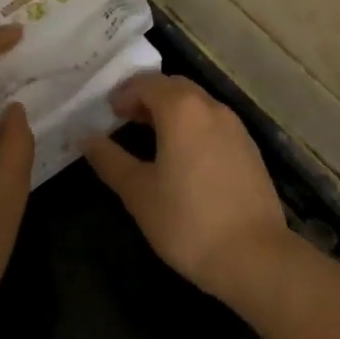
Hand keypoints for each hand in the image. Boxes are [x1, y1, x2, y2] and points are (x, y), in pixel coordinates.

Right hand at [82, 74, 288, 299]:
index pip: (148, 83)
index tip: (108, 112)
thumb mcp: (138, 192)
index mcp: (182, 109)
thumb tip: (84, 136)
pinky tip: (184, 156)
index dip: (125, 92)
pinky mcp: (249, 147)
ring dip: (172, 109)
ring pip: (197, 102)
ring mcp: (235, 126)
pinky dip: (193, 125)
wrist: (254, 255)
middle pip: (175, 86)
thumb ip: (109, 159)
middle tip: (125, 119)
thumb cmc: (187, 222)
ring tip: (151, 137)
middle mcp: (211, 107)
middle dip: (148, 96)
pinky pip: (214, 122)